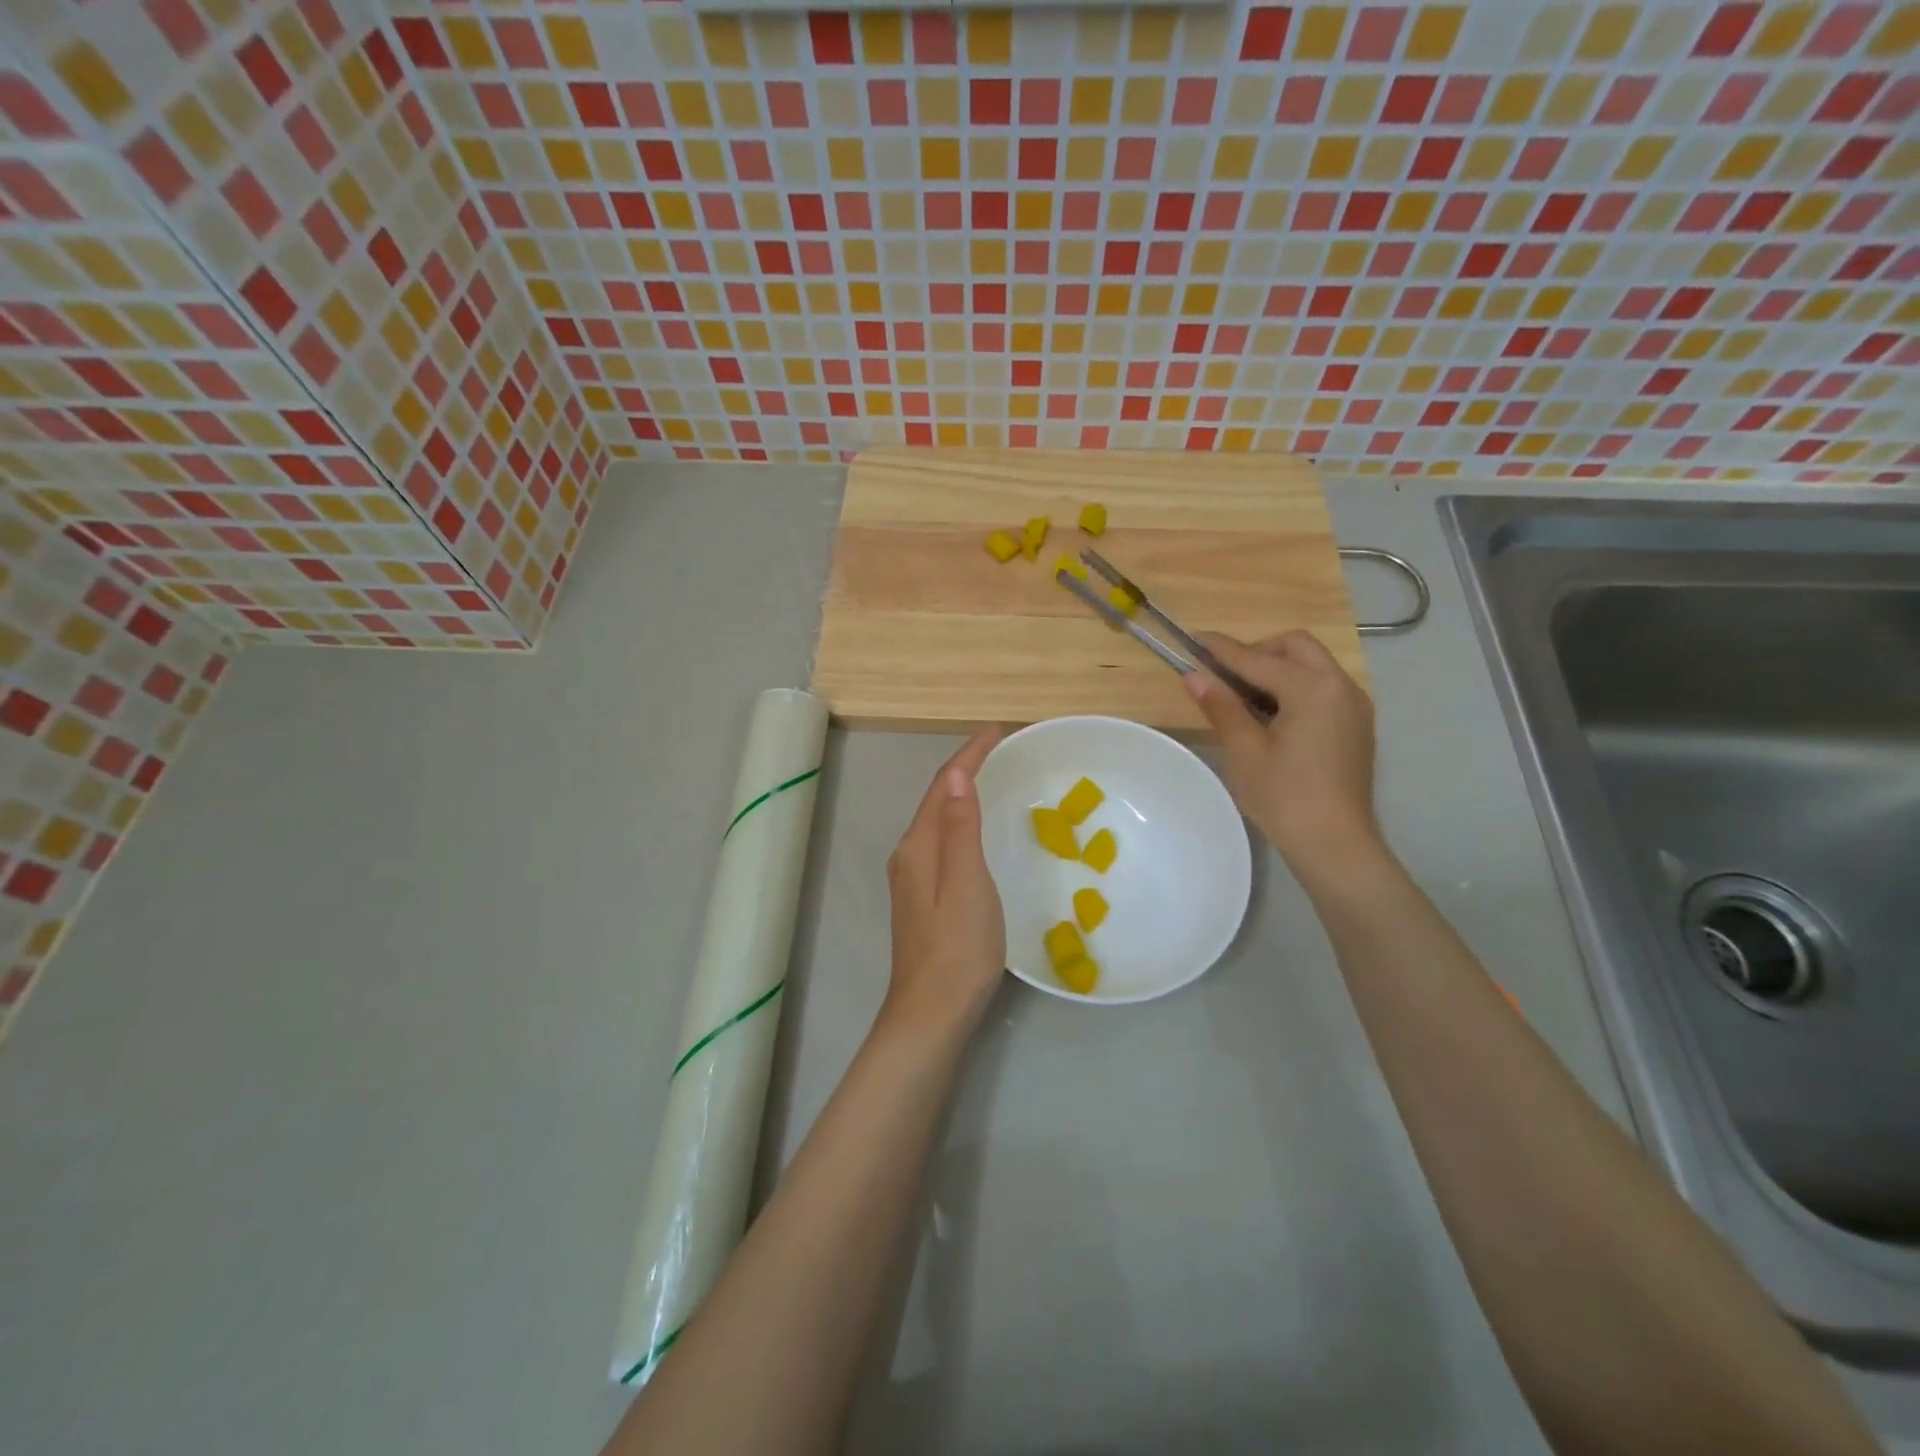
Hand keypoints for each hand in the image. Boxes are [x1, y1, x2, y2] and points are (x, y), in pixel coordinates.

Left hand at [881, 730, 1006, 1044]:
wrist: (931, 1014)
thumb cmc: (958, 948)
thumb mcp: (967, 883)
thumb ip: (960, 828)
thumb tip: (956, 774)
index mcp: (919, 846)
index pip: (943, 786)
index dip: (969, 755)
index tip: (998, 730)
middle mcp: (910, 855)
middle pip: (937, 799)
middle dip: (966, 769)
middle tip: (1002, 749)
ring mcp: (913, 879)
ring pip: (939, 822)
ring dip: (963, 794)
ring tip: (995, 778)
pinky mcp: (923, 899)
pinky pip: (943, 842)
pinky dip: (962, 822)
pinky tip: (979, 831)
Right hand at [1184, 631, 1385, 882]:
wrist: (1336, 844)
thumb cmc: (1285, 798)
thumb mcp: (1245, 751)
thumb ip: (1222, 706)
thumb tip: (1194, 675)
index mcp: (1313, 689)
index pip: (1258, 659)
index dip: (1223, 650)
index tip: (1194, 639)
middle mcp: (1341, 686)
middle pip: (1295, 647)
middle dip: (1258, 652)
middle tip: (1225, 676)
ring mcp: (1354, 705)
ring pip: (1313, 665)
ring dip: (1278, 668)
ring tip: (1244, 698)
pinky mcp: (1356, 725)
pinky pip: (1323, 687)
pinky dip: (1295, 687)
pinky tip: (1272, 716)